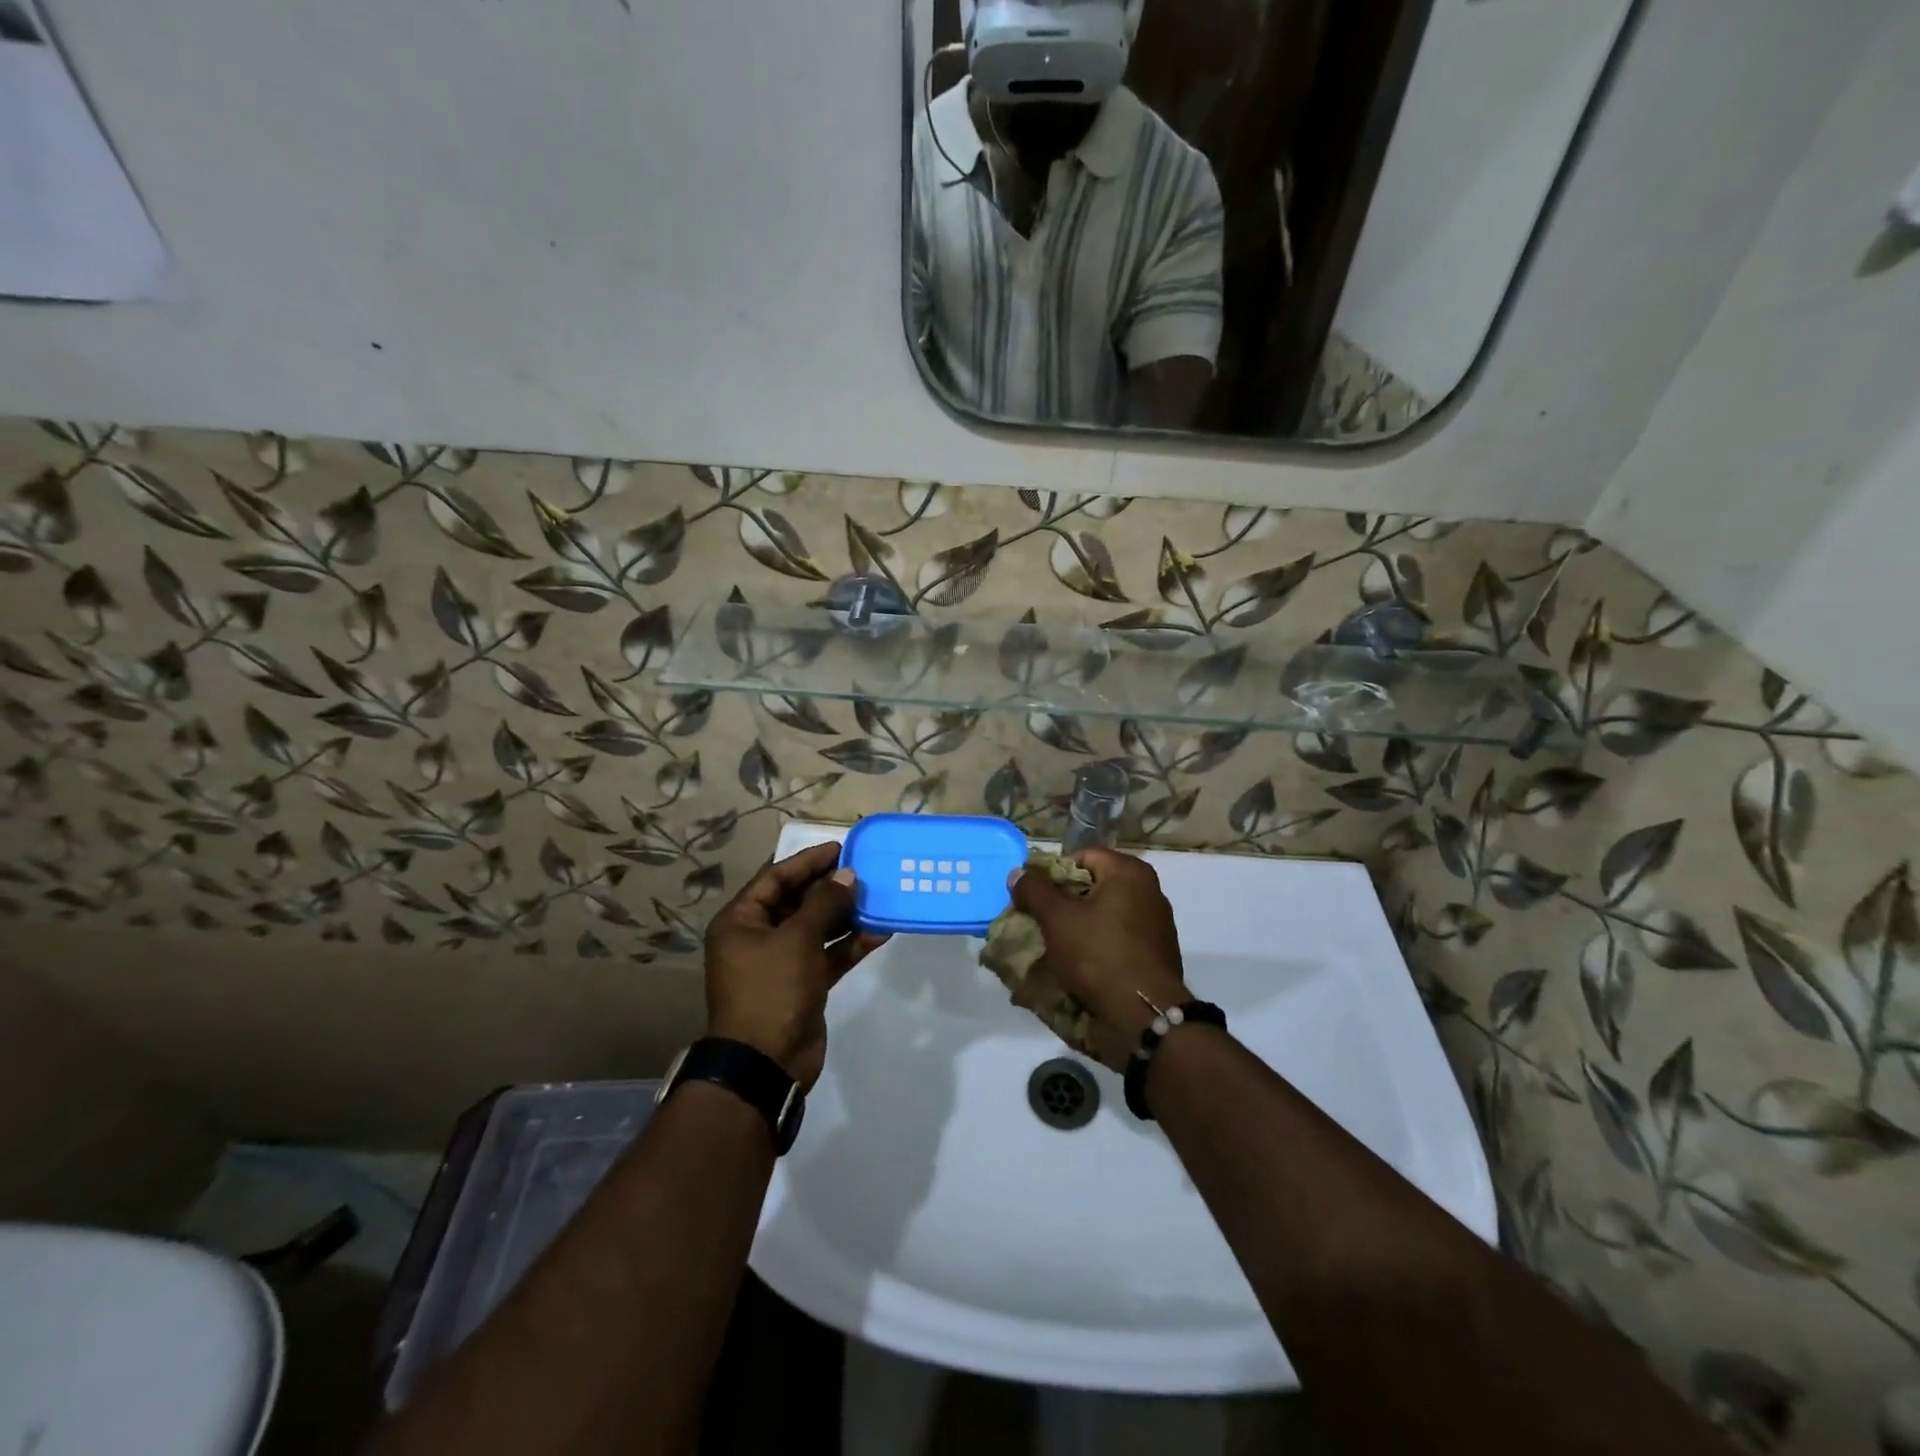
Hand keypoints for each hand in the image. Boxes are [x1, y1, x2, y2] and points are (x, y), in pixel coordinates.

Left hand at [703, 842, 888, 1089]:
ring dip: (845, 914)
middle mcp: (758, 937)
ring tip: (877, 897)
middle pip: (797, 901)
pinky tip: (881, 932)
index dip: (808, 861)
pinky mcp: (803, 983)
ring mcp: (781, 962)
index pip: (775, 878)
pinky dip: (850, 944)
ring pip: (816, 928)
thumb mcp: (797, 940)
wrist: (766, 1063)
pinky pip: (828, 954)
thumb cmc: (771, 990)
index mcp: (741, 921)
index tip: (841, 849)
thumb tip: (847, 875)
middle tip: (865, 871)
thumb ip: (824, 903)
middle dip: (830, 887)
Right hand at [1009, 848, 1189, 1069]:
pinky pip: (1116, 941)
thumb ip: (1034, 890)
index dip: (1052, 873)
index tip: (1033, 898)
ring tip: (1053, 949)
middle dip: (1062, 903)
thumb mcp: (1057, 919)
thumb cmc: (1099, 956)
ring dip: (1077, 928)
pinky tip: (1077, 967)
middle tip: (1038, 923)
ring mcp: (1155, 924)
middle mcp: (1148, 891)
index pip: (1081, 856)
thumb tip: (1018, 872)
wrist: (1144, 1018)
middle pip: (1092, 886)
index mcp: (1129, 872)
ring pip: (1103, 916)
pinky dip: (1096, 948)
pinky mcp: (1154, 954)